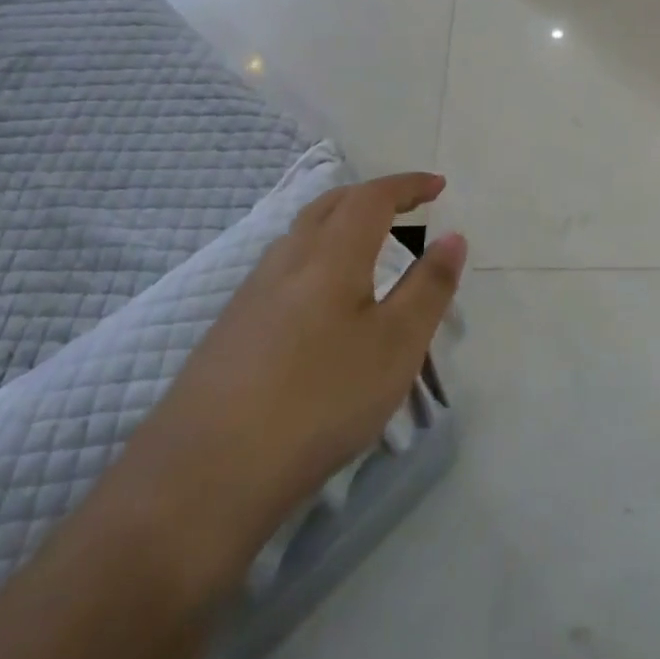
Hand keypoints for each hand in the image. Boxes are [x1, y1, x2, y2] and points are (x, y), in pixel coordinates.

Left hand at [128, 173, 466, 563]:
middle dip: (372, 196)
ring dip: (340, 224)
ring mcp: (251, 294)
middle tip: (406, 206)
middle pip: (330, 206)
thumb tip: (453, 237)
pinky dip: (317, 257)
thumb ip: (429, 287)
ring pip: (301, 235)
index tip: (438, 185)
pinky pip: (284, 268)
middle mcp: (286, 261)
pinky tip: (321, 299)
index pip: (372, 198)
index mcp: (330, 255)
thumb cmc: (320, 399)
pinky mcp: (231, 328)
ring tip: (368, 245)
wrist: (206, 473)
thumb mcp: (396, 345)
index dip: (408, 185)